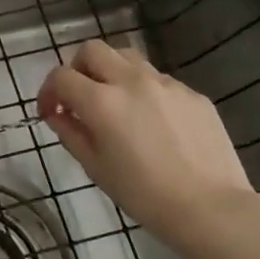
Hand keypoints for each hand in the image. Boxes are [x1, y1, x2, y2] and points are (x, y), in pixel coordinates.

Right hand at [38, 40, 259, 253]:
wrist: (211, 208)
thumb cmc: (144, 195)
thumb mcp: (96, 168)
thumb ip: (71, 134)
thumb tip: (58, 115)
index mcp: (102, 102)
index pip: (62, 76)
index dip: (48, 92)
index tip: (50, 112)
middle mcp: (132, 82)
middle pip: (93, 50)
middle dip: (77, 68)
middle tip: (79, 97)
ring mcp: (166, 84)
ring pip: (127, 58)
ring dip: (111, 72)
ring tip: (115, 103)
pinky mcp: (193, 94)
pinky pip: (158, 80)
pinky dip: (144, 91)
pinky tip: (152, 122)